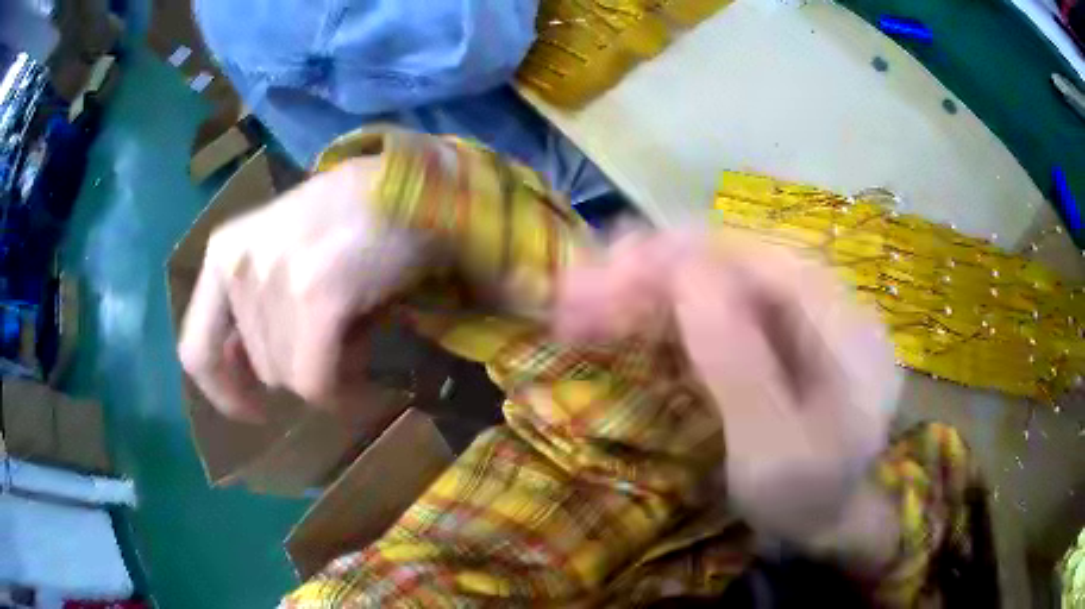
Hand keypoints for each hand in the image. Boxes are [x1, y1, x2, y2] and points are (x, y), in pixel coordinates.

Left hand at [177, 157, 429, 421]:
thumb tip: (247, 370)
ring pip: (289, 378)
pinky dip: (342, 394)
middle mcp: (238, 264)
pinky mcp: (316, 295)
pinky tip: (364, 384)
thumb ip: (252, 304)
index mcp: (222, 252)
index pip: (195, 350)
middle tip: (336, 341)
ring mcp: (275, 278)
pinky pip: (317, 381)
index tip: (256, 409)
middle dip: (299, 368)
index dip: (223, 393)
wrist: (413, 188)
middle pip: (258, 368)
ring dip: (327, 370)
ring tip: (356, 334)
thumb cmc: (348, 219)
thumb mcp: (282, 253)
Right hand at [556, 230, 901, 552]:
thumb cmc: (805, 497)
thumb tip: (687, 276)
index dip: (685, 255)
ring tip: (586, 299)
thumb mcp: (773, 451)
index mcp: (845, 326)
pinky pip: (719, 304)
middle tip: (579, 290)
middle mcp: (826, 302)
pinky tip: (627, 314)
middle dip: (653, 269)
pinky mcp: (776, 332)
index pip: (761, 259)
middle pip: (734, 260)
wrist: (827, 517)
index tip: (610, 268)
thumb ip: (740, 367)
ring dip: (649, 285)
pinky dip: (667, 308)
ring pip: (720, 277)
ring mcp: (800, 314)